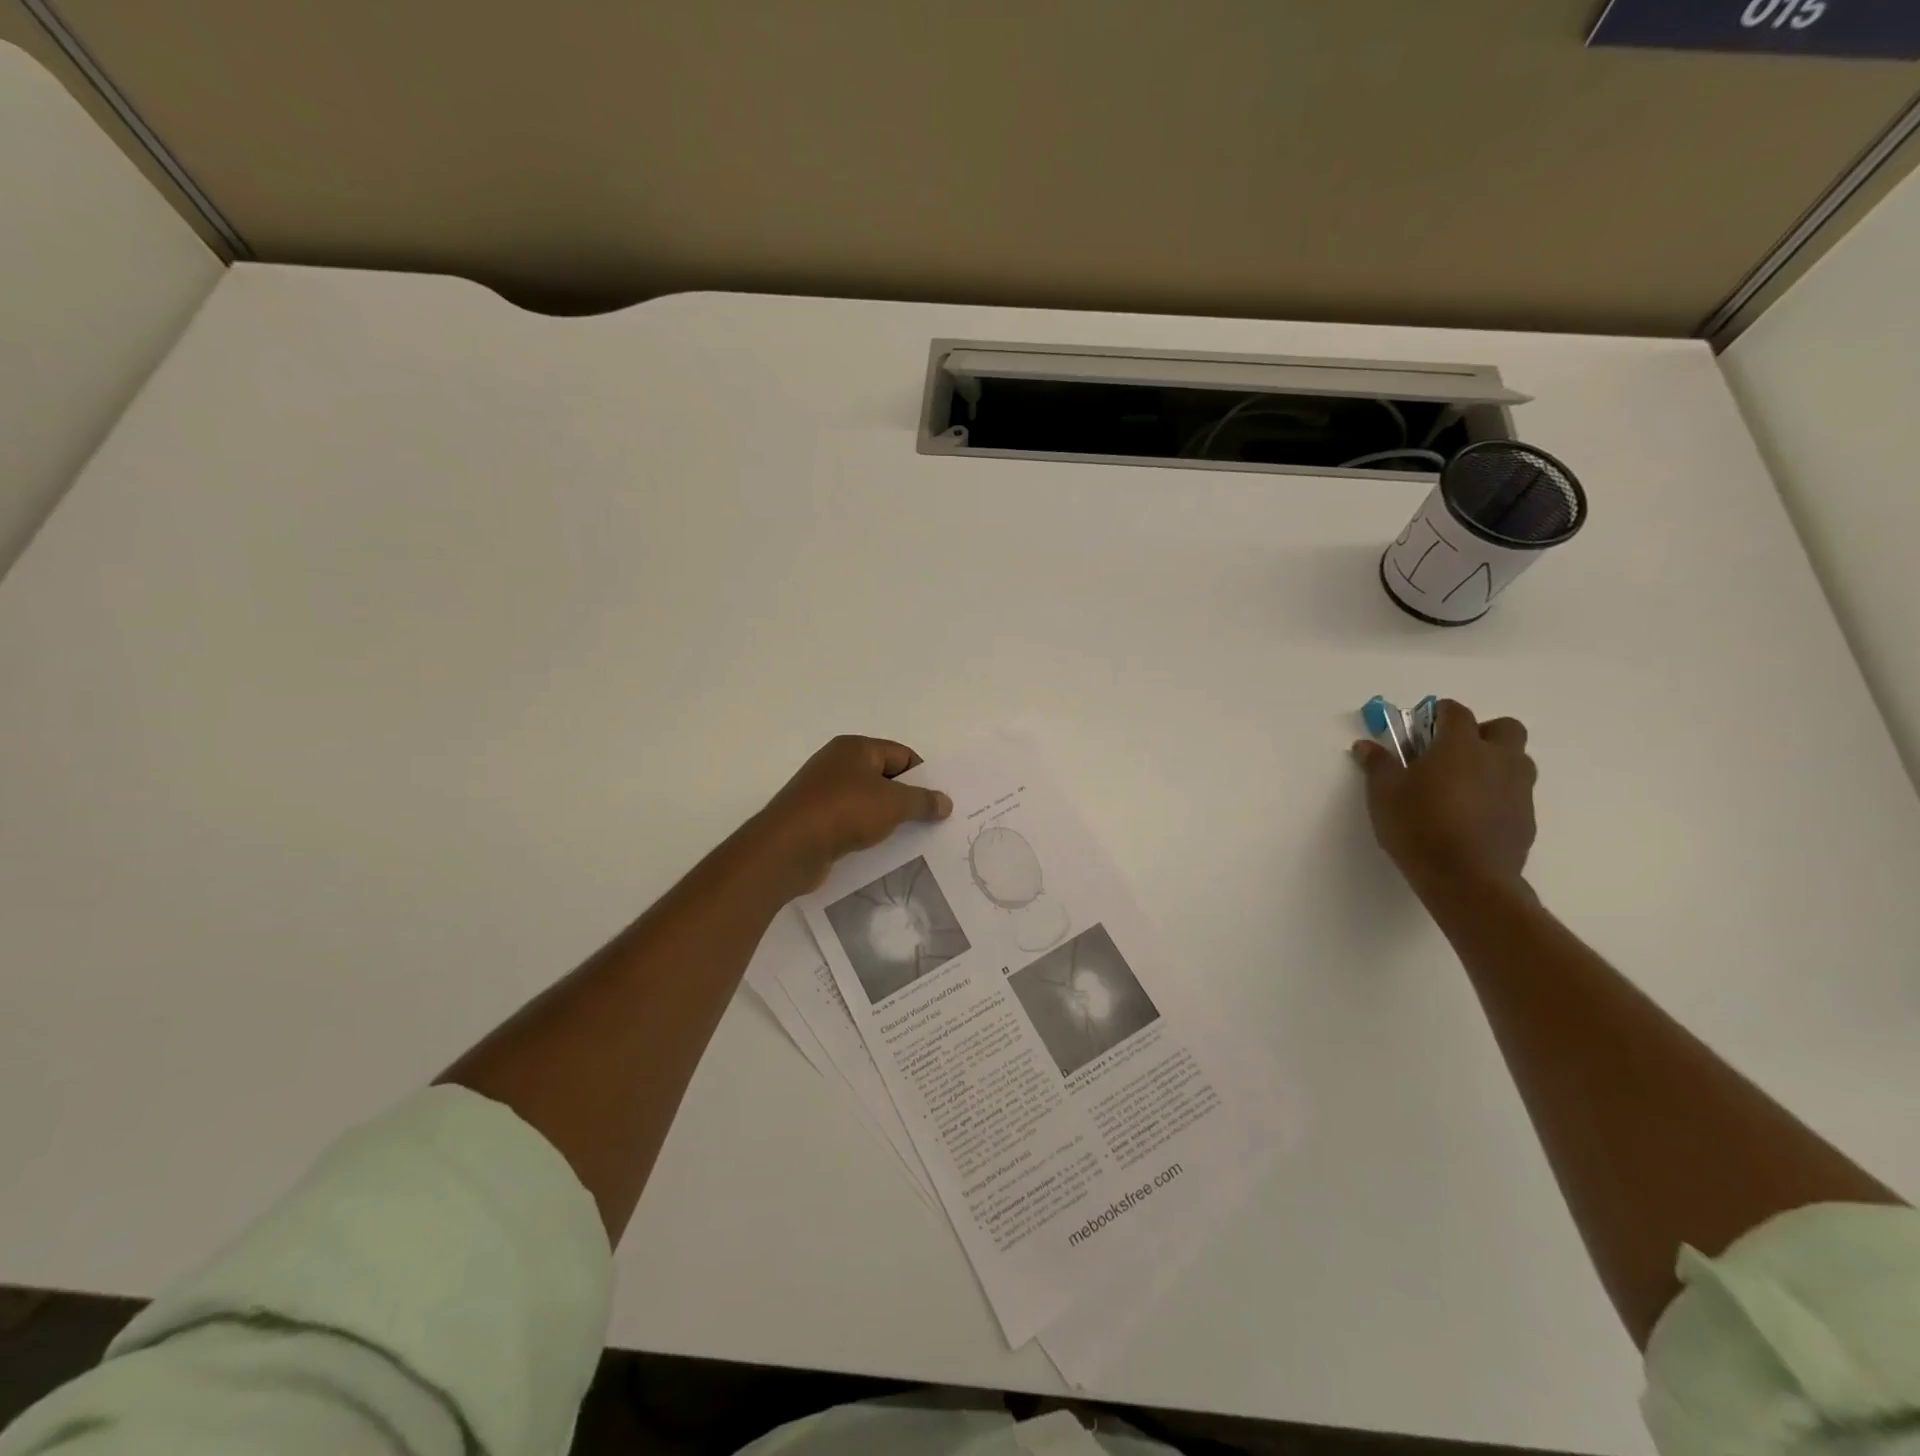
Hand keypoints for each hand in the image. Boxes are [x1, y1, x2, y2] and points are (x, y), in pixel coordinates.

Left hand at [754, 736, 953, 890]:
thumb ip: (923, 801)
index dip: (923, 776)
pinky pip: (850, 822)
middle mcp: (837, 764)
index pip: (901, 755)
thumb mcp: (893, 803)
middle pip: (884, 777)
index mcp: (855, 748)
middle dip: (907, 798)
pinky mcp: (815, 820)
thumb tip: (945, 802)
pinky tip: (881, 850)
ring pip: (867, 802)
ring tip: (911, 839)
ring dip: (887, 818)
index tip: (939, 802)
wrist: (789, 847)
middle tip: (931, 821)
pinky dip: (867, 833)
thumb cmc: (845, 811)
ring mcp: (823, 793)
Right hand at [1352, 699, 1536, 898]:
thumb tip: (1366, 745)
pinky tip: (1473, 815)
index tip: (1422, 725)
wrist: (1465, 877)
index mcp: (1460, 746)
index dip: (1439, 713)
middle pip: (1504, 728)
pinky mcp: (1526, 817)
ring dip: (1495, 762)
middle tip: (1453, 751)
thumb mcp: (1384, 794)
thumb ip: (1378, 765)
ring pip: (1517, 760)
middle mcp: (1497, 759)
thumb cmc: (1418, 826)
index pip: (1457, 712)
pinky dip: (1499, 793)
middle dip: (1482, 732)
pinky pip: (1516, 792)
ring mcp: (1518, 789)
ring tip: (1463, 784)